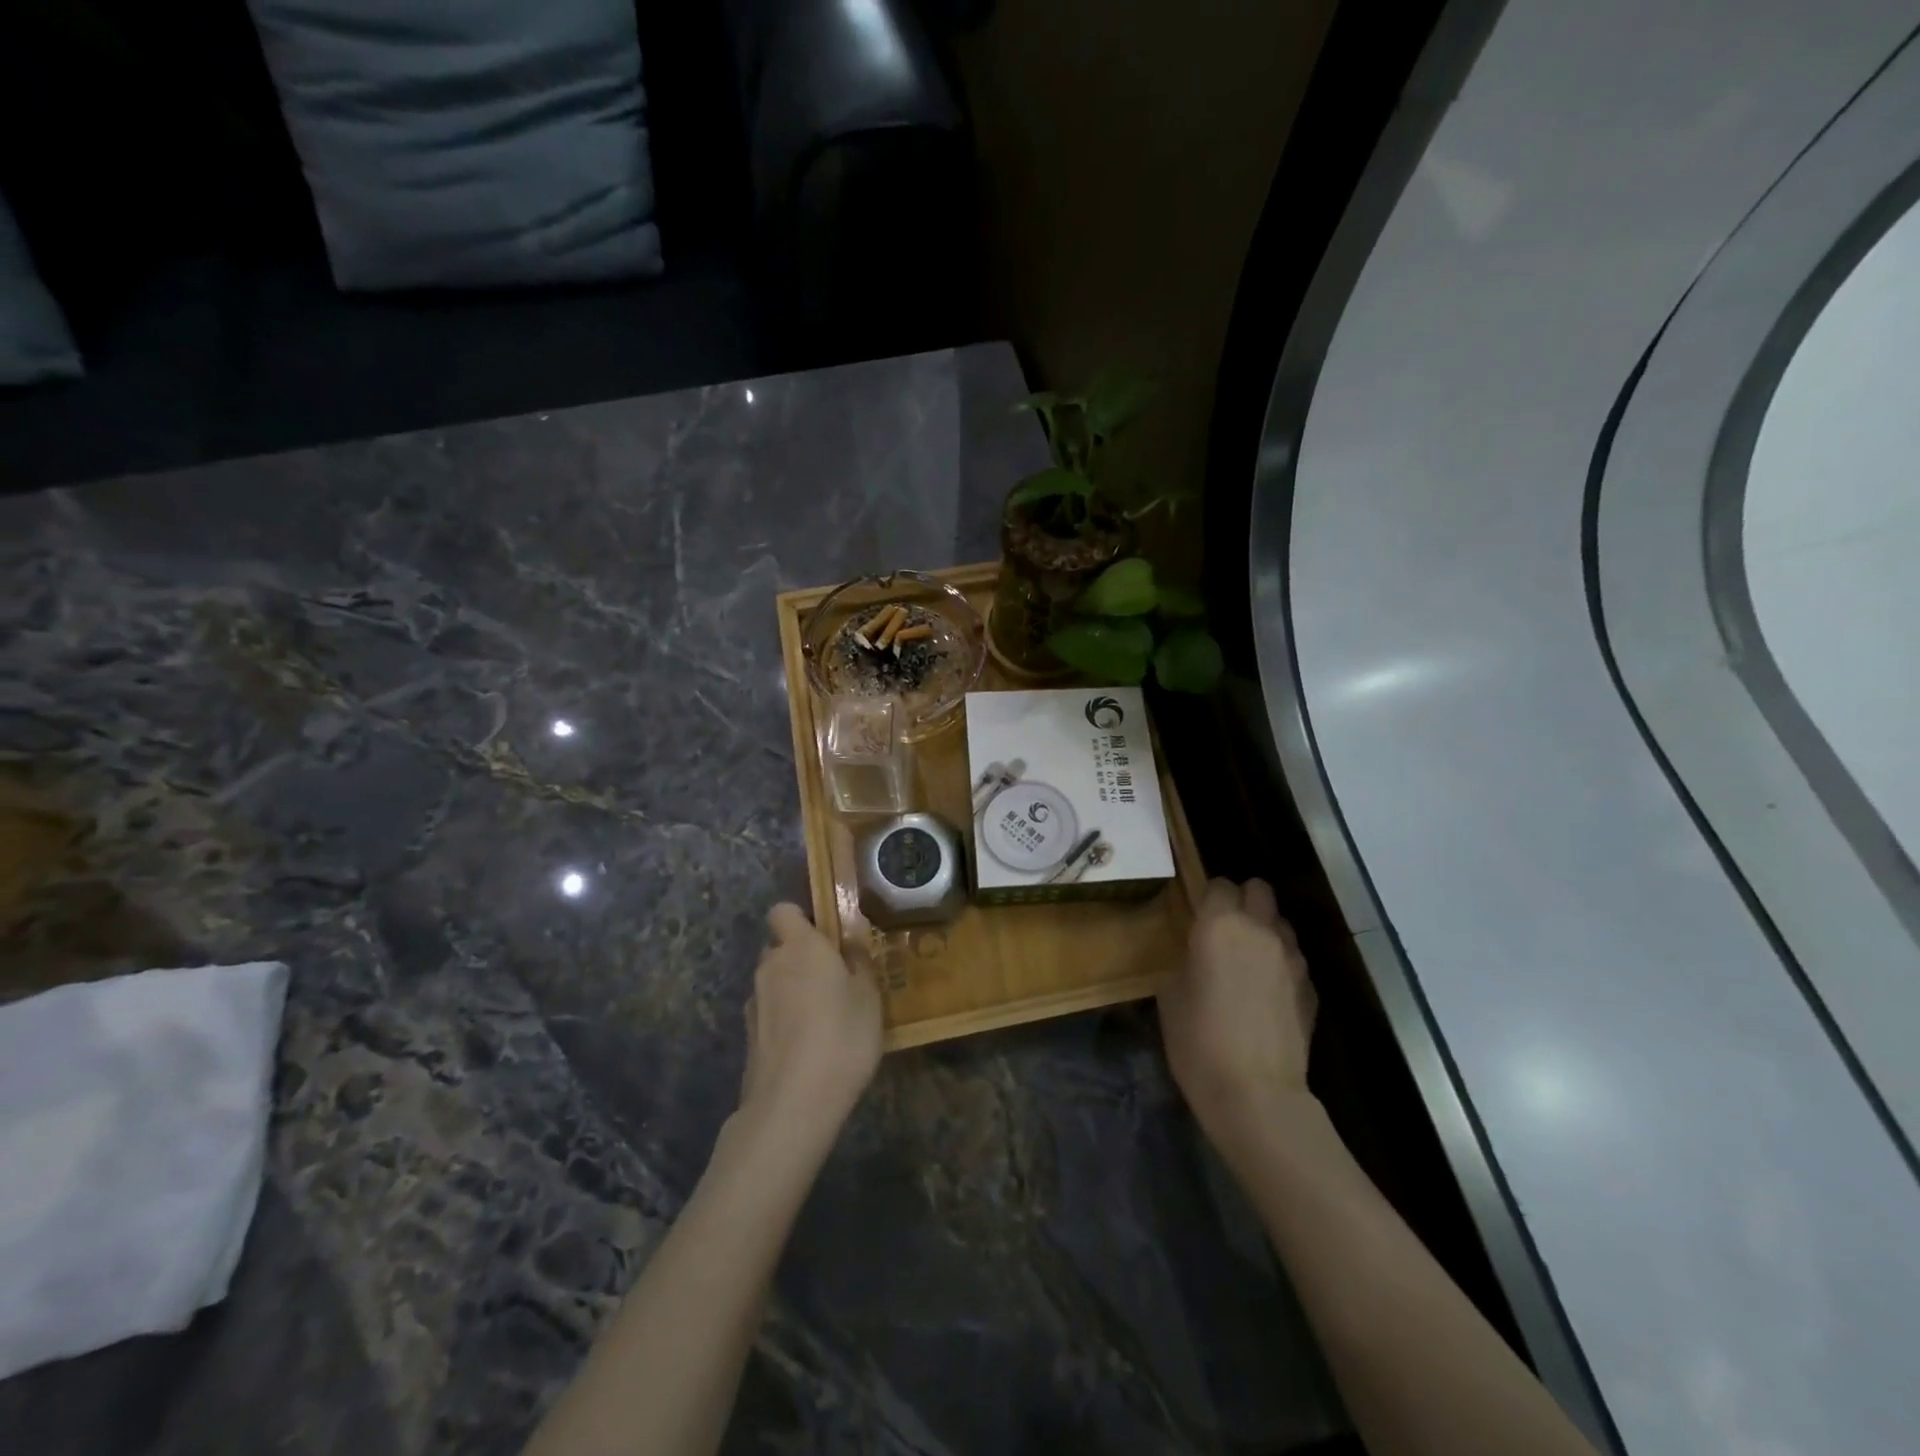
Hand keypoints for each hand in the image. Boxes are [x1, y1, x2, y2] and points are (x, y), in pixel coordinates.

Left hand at [738, 903, 883, 1139]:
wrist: (793, 1103)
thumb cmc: (841, 1037)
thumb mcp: (869, 997)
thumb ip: (859, 964)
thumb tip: (850, 945)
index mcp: (801, 947)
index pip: (783, 911)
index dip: (801, 918)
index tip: (826, 936)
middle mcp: (771, 966)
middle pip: (780, 947)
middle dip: (801, 957)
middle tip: (834, 979)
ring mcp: (755, 1002)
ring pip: (774, 981)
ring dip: (792, 989)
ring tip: (823, 1017)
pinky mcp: (748, 1035)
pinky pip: (769, 1012)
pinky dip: (783, 1019)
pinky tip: (806, 1044)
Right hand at [1158, 878, 1317, 1149]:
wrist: (1256, 1094)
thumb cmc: (1198, 1040)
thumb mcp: (1169, 995)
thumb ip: (1185, 960)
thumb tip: (1196, 956)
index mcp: (1219, 924)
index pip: (1220, 884)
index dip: (1209, 896)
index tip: (1198, 916)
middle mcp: (1260, 930)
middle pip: (1259, 889)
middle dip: (1243, 900)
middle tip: (1225, 928)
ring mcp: (1292, 958)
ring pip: (1281, 923)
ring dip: (1265, 931)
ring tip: (1249, 961)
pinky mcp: (1311, 988)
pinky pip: (1294, 960)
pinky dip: (1281, 965)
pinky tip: (1267, 995)